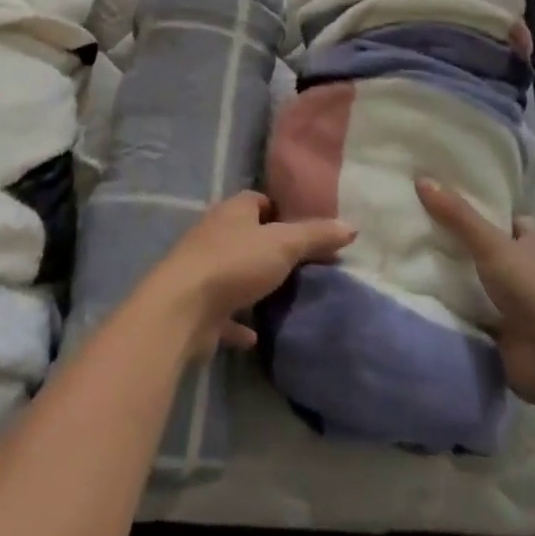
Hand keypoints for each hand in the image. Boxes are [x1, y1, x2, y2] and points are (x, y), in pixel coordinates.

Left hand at [146, 192, 355, 358]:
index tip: (306, 229)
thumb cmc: (234, 263)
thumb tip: (351, 226)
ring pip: (235, 271)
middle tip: (302, 264)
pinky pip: (224, 311)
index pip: (258, 200)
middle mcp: (215, 234)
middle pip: (247, 235)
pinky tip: (256, 334)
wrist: (183, 308)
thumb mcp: (283, 244)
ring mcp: (203, 269)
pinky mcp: (199, 305)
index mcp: (232, 211)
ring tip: (284, 296)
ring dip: (254, 283)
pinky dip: (239, 321)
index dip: (281, 211)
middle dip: (270, 247)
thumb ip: (315, 236)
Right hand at [416, 178, 534, 404]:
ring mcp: (515, 304)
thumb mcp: (492, 244)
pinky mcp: (502, 333)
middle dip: (459, 242)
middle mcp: (526, 271)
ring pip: (478, 283)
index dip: (483, 208)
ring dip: (454, 277)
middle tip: (418, 225)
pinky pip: (471, 314)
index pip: (509, 219)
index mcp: (532, 244)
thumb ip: (457, 216)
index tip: (447, 199)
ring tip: (411, 256)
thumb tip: (421, 178)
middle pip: (489, 250)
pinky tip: (422, 294)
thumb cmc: (533, 289)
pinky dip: (453, 308)